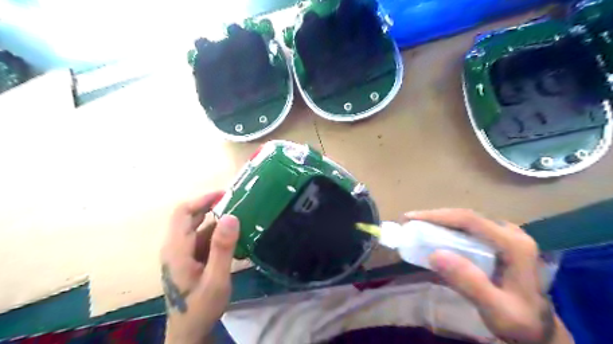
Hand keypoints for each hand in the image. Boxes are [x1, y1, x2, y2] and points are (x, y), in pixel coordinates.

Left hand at [159, 191, 238, 343]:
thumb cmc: (200, 308)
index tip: (226, 195)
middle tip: (238, 204)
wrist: (189, 332)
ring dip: (218, 222)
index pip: (183, 212)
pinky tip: (234, 242)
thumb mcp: (216, 279)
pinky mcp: (189, 259)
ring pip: (198, 227)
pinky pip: (202, 239)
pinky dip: (217, 235)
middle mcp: (175, 247)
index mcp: (177, 249)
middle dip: (212, 207)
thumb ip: (222, 248)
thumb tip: (231, 216)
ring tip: (241, 221)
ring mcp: (182, 253)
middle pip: (190, 217)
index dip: (203, 199)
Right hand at [406, 209, 572, 343]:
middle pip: (466, 217)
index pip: (470, 220)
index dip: (437, 216)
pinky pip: (467, 229)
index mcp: (514, 244)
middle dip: (434, 217)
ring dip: (438, 222)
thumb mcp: (497, 309)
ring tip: (415, 226)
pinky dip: (446, 229)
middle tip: (408, 222)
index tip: (410, 218)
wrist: (538, 328)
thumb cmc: (519, 321)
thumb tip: (435, 254)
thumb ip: (469, 283)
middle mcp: (510, 233)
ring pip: (465, 220)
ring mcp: (504, 235)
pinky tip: (433, 234)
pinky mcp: (497, 241)